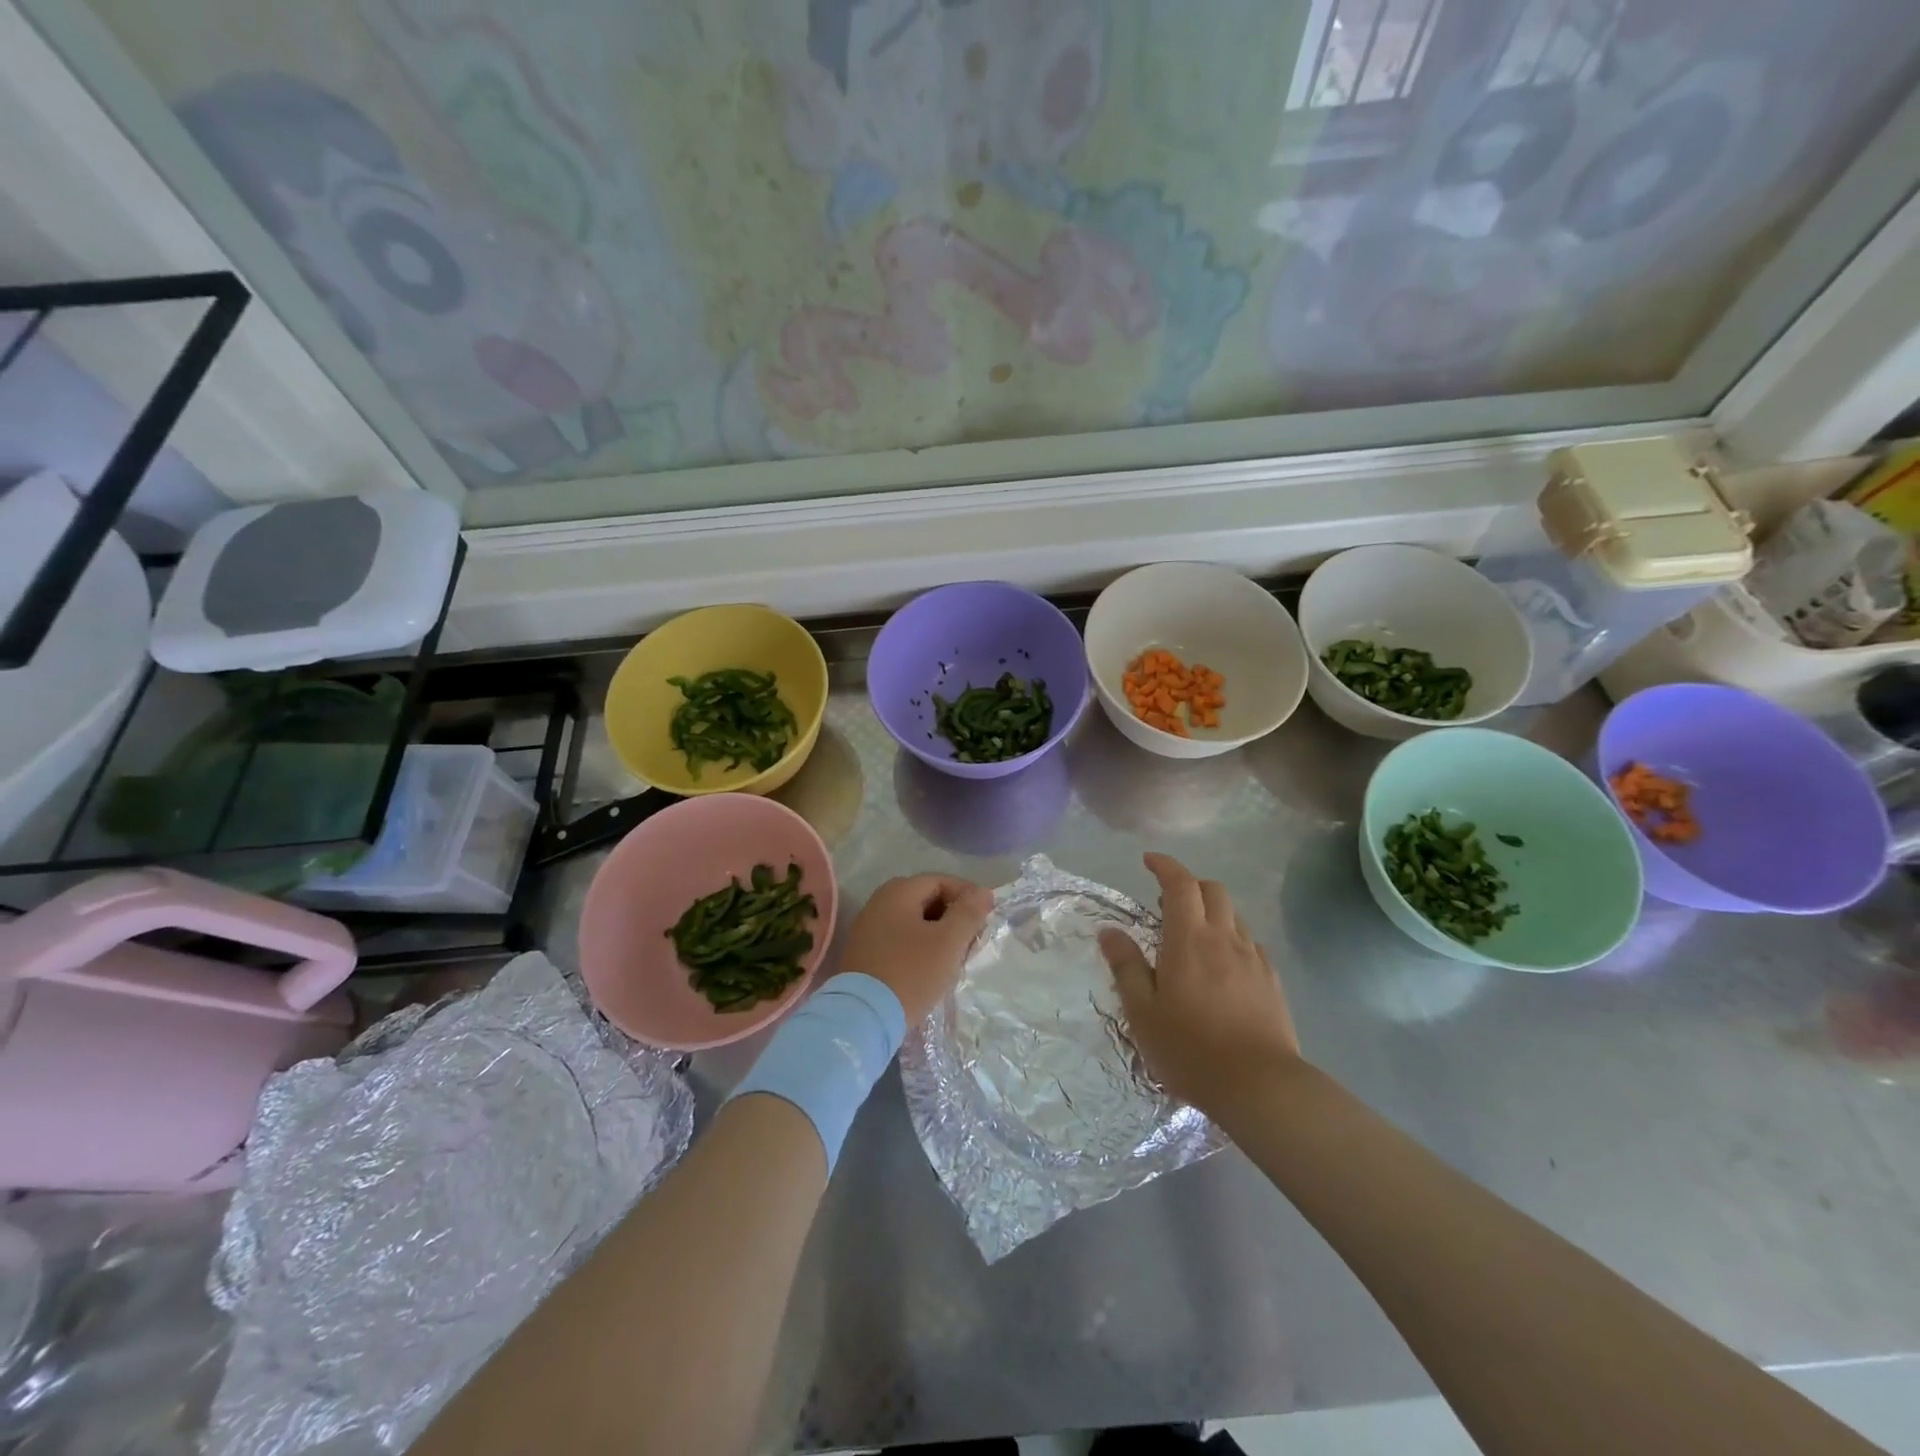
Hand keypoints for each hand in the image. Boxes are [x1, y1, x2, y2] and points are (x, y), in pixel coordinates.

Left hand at [840, 874, 993, 1023]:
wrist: (862, 1017)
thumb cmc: (911, 973)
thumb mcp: (948, 942)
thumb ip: (968, 913)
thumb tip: (983, 892)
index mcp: (898, 891)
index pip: (941, 881)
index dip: (968, 896)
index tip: (986, 918)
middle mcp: (879, 902)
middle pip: (926, 900)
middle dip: (953, 916)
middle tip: (972, 940)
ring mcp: (868, 928)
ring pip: (914, 922)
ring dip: (938, 934)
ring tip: (955, 957)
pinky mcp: (864, 953)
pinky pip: (900, 939)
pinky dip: (920, 947)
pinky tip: (931, 968)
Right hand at [1098, 853, 1298, 1112]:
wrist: (1260, 1086)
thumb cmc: (1190, 1049)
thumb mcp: (1142, 1011)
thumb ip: (1126, 966)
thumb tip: (1109, 931)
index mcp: (1189, 939)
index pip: (1180, 884)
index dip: (1165, 865)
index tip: (1148, 861)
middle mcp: (1224, 938)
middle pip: (1212, 890)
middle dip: (1189, 885)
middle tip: (1166, 903)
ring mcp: (1253, 958)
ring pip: (1234, 915)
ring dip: (1211, 911)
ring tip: (1193, 935)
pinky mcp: (1271, 981)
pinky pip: (1250, 943)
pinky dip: (1232, 938)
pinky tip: (1223, 965)